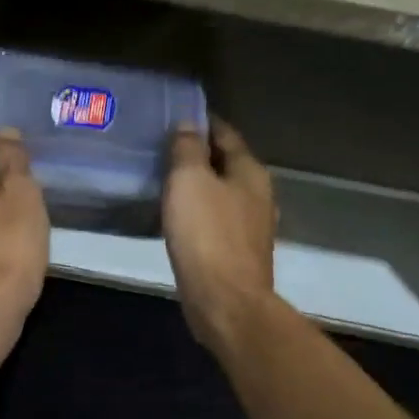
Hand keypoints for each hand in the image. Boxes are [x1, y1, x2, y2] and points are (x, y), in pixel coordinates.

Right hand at [163, 118, 277, 349]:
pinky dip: (196, 209)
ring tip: (163, 178)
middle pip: (225, 162)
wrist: (225, 302)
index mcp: (250, 171)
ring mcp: (250, 225)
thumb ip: (188, 148)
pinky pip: (215, 218)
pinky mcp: (237, 251)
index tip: (172, 116)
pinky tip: (175, 214)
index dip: (200, 121)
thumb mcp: (189, 180)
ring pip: (220, 191)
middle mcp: (257, 193)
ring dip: (196, 183)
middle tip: (160, 147)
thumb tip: (189, 123)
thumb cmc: (207, 235)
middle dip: (197, 152)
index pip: (225, 132)